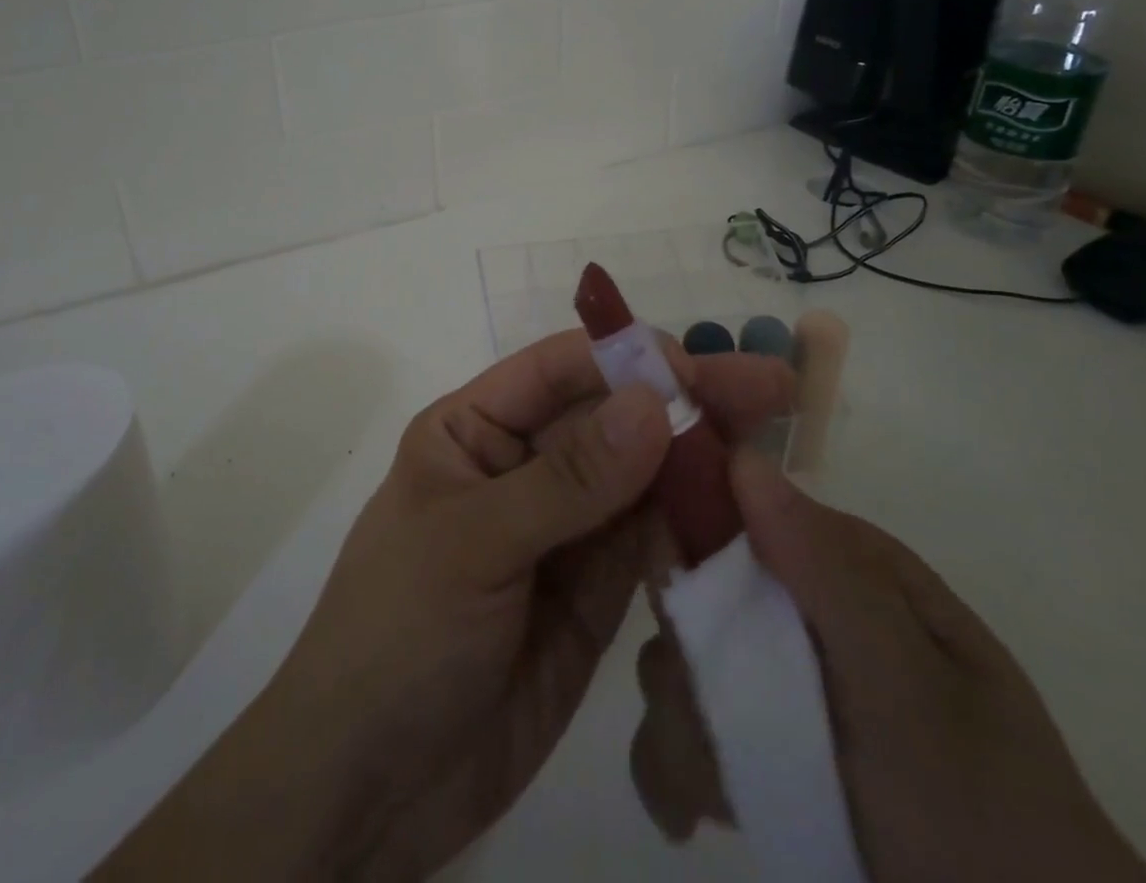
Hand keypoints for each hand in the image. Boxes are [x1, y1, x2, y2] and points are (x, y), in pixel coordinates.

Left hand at [100, 331, 795, 881]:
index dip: (626, 359)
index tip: (699, 366)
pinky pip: (650, 542)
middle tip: (769, 387)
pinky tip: (743, 509)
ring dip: (700, 457)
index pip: (558, 372)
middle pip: (611, 418)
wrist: (371, 786)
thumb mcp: (473, 543)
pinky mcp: (593, 593)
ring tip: (773, 438)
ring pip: (640, 476)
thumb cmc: (398, 635)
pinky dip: (694, 524)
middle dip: (684, 399)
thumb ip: (568, 480)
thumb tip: (654, 402)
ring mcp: (563, 530)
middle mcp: (523, 467)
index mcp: (474, 431)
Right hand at [632, 449, 1145, 882]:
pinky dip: (671, 770)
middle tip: (722, 727)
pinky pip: (682, 735)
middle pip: (690, 592)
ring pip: (675, 664)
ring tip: (723, 797)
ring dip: (681, 730)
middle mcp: (798, 607)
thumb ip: (826, 574)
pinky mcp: (759, 749)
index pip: (733, 511)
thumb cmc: (983, 816)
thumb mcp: (911, 687)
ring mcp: (775, 680)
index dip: (686, 541)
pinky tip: (694, 815)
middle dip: (686, 659)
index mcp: (841, 564)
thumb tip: (742, 458)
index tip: (682, 606)